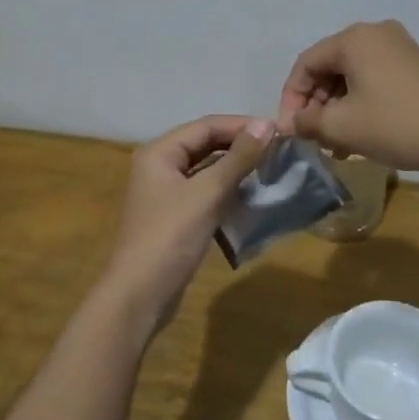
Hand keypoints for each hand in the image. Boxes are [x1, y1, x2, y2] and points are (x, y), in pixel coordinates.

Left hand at [99, 115, 275, 338]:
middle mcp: (159, 166)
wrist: (140, 296)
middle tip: (278, 150)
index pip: (206, 126)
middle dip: (240, 146)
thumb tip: (267, 124)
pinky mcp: (174, 217)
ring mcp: (165, 193)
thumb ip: (238, 158)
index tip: (278, 131)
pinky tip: (251, 197)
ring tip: (270, 170)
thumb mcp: (207, 193)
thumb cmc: (171, 236)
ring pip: (206, 170)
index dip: (242, 125)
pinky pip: (205, 193)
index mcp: (160, 152)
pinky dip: (227, 191)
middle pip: (205, 145)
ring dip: (235, 169)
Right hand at [277, 20, 418, 175]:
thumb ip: (307, 121)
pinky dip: (360, 103)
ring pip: (352, 75)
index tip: (290, 131)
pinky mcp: (417, 65)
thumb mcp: (342, 126)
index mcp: (353, 38)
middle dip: (316, 103)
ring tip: (336, 143)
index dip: (291, 98)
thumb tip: (290, 124)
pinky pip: (375, 78)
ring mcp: (400, 47)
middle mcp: (376, 33)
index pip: (306, 63)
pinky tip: (361, 134)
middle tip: (312, 138)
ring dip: (338, 107)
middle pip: (330, 66)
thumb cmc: (395, 125)